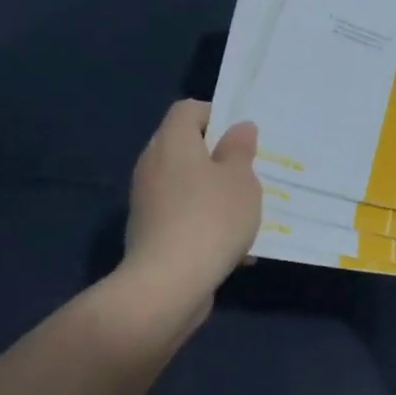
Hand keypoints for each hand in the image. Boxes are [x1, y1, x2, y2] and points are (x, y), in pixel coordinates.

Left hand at [122, 100, 262, 303]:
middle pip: (185, 147)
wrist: (167, 284)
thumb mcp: (241, 179)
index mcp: (172, 142)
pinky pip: (181, 216)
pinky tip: (233, 249)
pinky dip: (203, 223)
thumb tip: (238, 128)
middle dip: (218, 159)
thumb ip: (240, 149)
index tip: (241, 139)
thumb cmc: (211, 218)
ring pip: (185, 185)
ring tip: (246, 214)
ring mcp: (147, 200)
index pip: (188, 110)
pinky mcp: (148, 232)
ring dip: (213, 194)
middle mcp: (153, 164)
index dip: (216, 115)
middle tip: (248, 174)